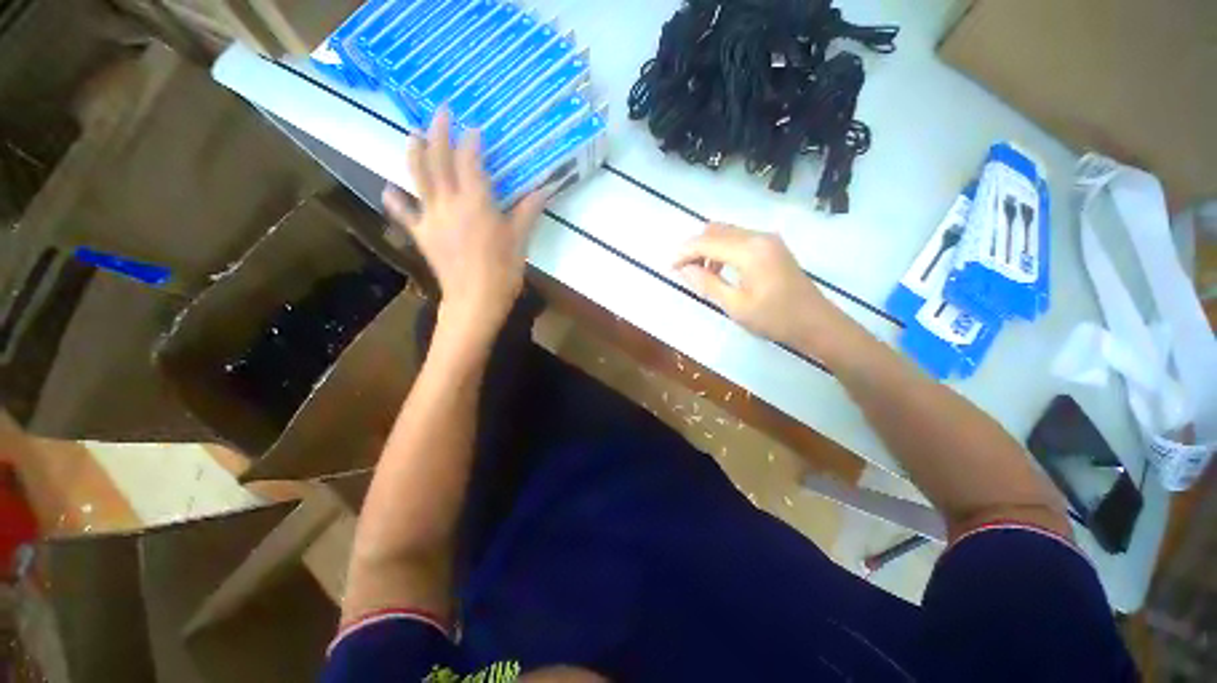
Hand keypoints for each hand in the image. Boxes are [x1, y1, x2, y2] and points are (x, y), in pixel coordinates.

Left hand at [383, 108, 547, 340]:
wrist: (476, 299)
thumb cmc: (503, 270)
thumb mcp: (520, 239)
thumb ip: (528, 210)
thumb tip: (545, 188)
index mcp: (476, 202)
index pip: (469, 161)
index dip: (470, 142)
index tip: (474, 129)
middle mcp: (449, 202)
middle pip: (438, 159)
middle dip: (439, 132)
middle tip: (440, 112)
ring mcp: (431, 217)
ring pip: (417, 176)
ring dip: (414, 152)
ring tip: (414, 135)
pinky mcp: (421, 234)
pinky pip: (404, 212)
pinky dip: (395, 199)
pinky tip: (389, 188)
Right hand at [674, 223, 857, 357]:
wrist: (816, 323)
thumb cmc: (775, 319)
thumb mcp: (736, 306)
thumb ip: (707, 284)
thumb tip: (684, 269)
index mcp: (749, 251)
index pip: (706, 241)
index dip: (684, 252)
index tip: (669, 267)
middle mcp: (758, 236)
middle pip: (715, 230)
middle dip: (694, 247)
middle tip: (683, 270)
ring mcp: (767, 239)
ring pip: (726, 232)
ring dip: (707, 247)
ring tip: (699, 273)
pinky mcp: (772, 245)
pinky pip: (738, 238)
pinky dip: (722, 249)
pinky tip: (719, 270)